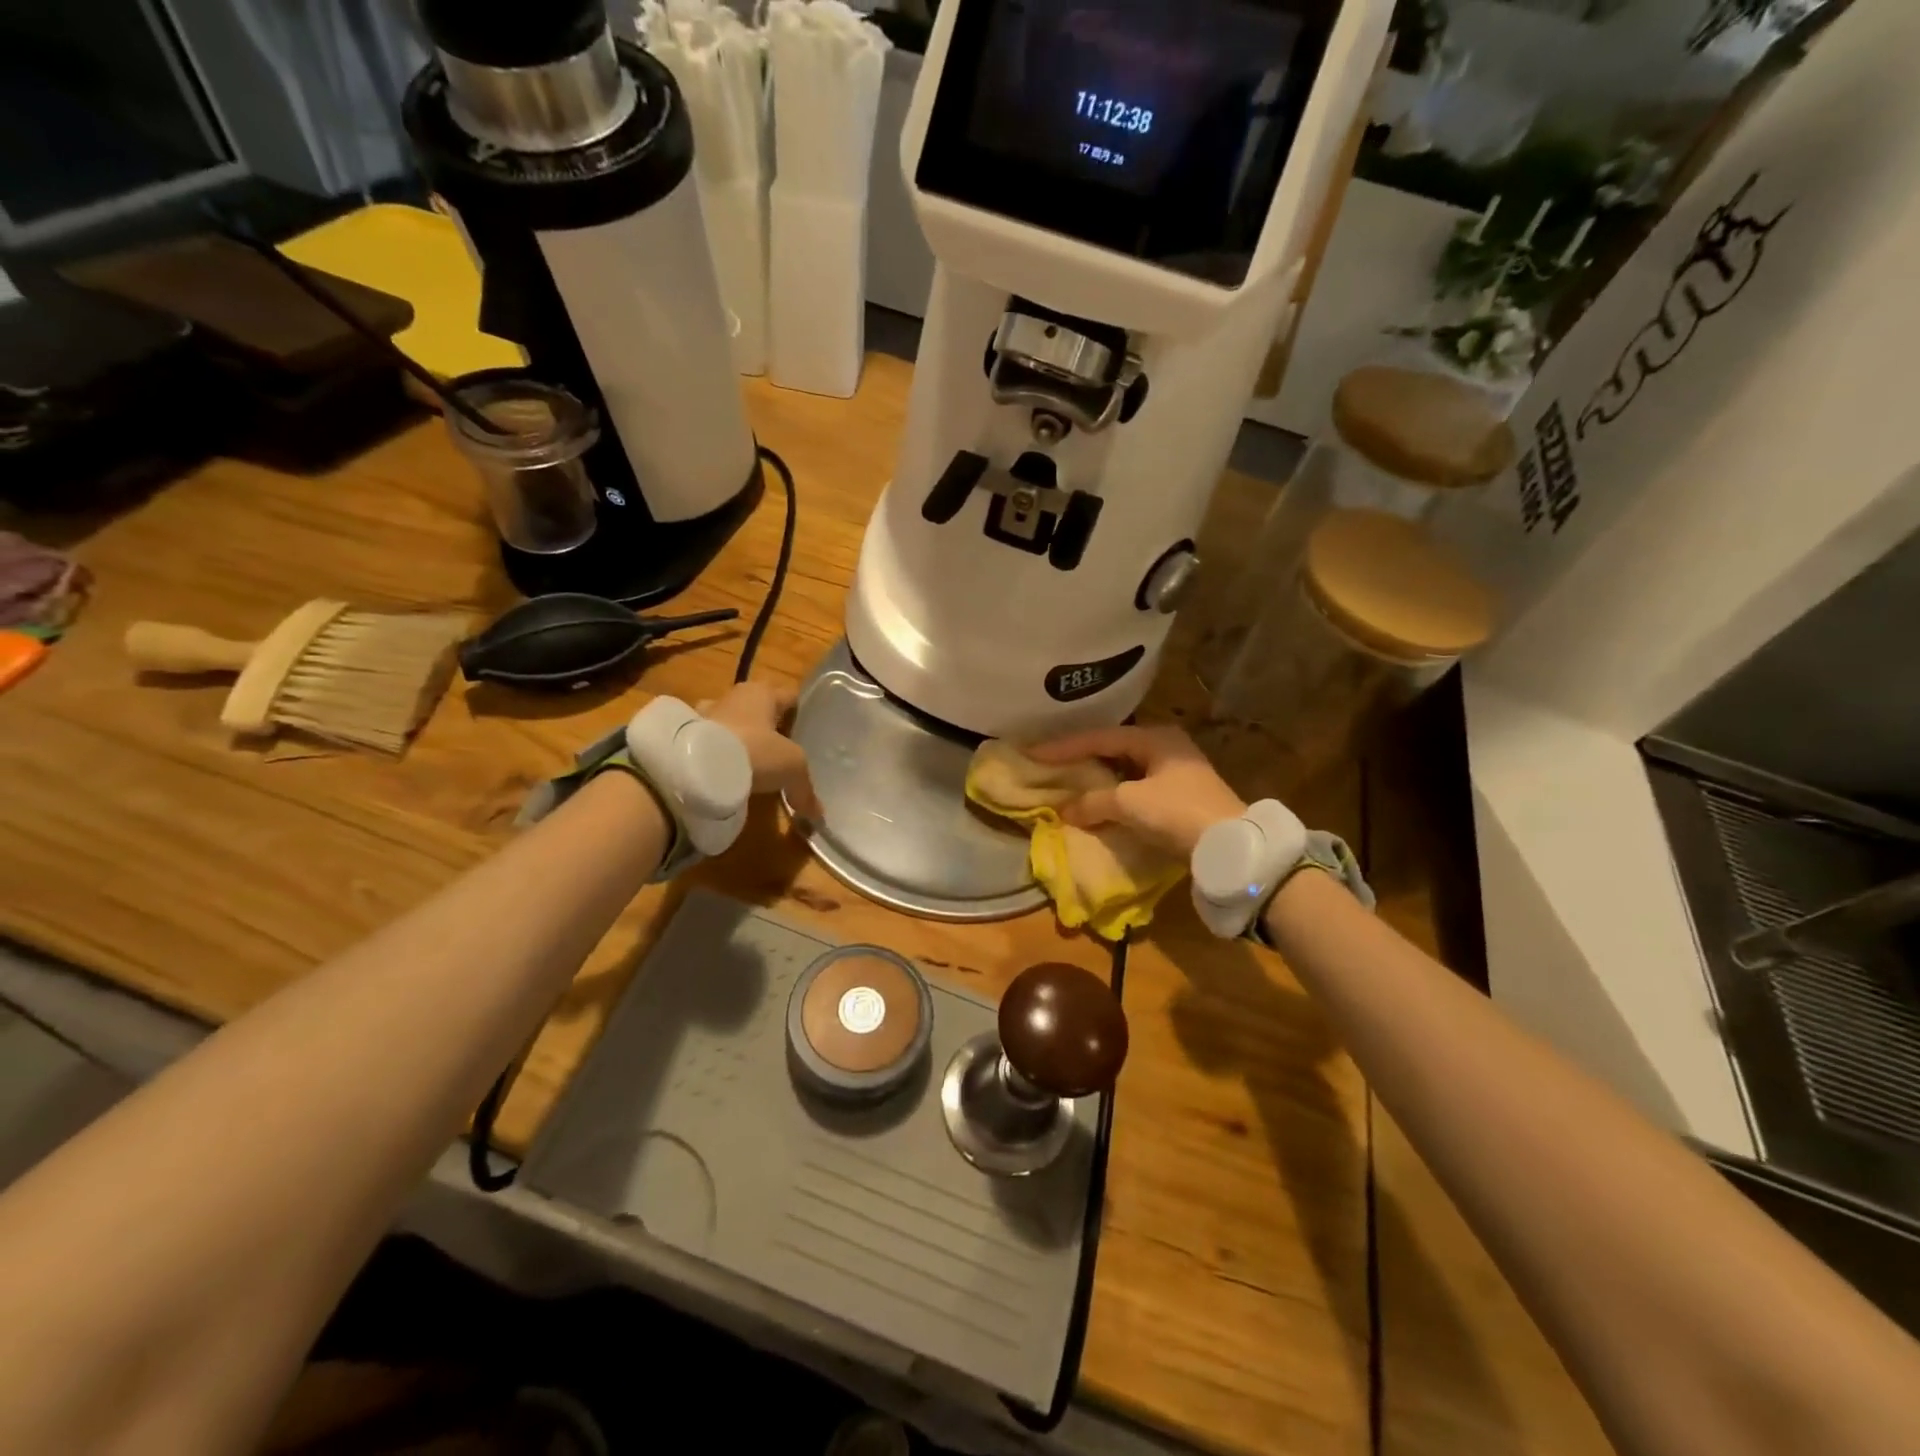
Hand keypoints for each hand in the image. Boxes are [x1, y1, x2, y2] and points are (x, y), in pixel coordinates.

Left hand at [700, 681, 820, 820]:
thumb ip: (805, 788)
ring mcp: (705, 715)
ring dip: (740, 740)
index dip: (800, 713)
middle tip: (782, 752)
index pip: (789, 696)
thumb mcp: (792, 767)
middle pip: (759, 709)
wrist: (697, 766)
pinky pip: (710, 744)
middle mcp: (733, 696)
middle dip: (768, 727)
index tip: (807, 732)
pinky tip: (726, 775)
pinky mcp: (686, 737)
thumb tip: (817, 812)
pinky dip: (718, 756)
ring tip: (751, 765)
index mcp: (762, 692)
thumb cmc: (754, 750)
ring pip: (731, 724)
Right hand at [1028, 725, 1245, 858]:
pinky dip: (1114, 793)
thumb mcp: (1130, 802)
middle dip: (1081, 757)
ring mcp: (1177, 771)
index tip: (1032, 752)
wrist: (1230, 845)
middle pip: (1113, 748)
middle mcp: (1167, 746)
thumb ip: (1093, 802)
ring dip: (1098, 777)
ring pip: (1125, 769)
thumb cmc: (1177, 811)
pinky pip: (1136, 787)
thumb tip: (1065, 810)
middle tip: (1049, 762)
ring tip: (1068, 780)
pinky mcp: (1181, 796)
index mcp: (1155, 737)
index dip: (1064, 746)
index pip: (1099, 737)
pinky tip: (1098, 800)